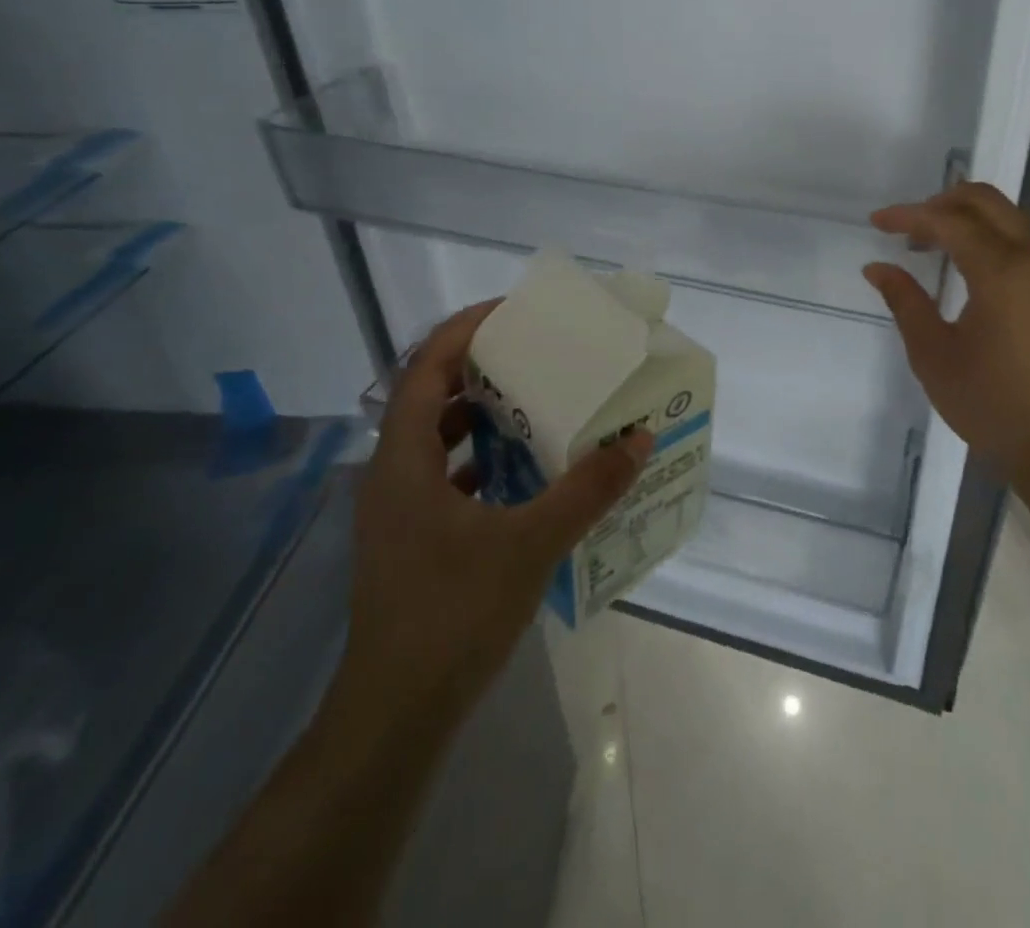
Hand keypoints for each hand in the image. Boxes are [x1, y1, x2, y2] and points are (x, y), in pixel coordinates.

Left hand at [335, 300, 652, 732]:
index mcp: (403, 460)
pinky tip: (525, 469)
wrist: (395, 718)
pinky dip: (482, 459)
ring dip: (481, 413)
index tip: (513, 311)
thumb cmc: (453, 616)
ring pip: (436, 438)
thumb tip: (638, 439)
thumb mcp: (531, 544)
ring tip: (536, 400)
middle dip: (479, 367)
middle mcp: (391, 474)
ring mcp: (397, 510)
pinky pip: (445, 475)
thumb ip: (587, 488)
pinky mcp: (411, 539)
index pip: (424, 367)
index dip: (464, 330)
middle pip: (429, 396)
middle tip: (535, 352)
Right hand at [863, 183, 1029, 484]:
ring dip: (966, 217)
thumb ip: (905, 302)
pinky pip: (1021, 238)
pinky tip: (964, 264)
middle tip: (905, 228)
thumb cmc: (991, 403)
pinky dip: (989, 234)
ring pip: (1007, 216)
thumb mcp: (933, 354)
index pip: (948, 221)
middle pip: (985, 201)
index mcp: (1002, 270)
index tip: (876, 223)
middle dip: (941, 202)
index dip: (908, 216)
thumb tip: (878, 267)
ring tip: (928, 244)